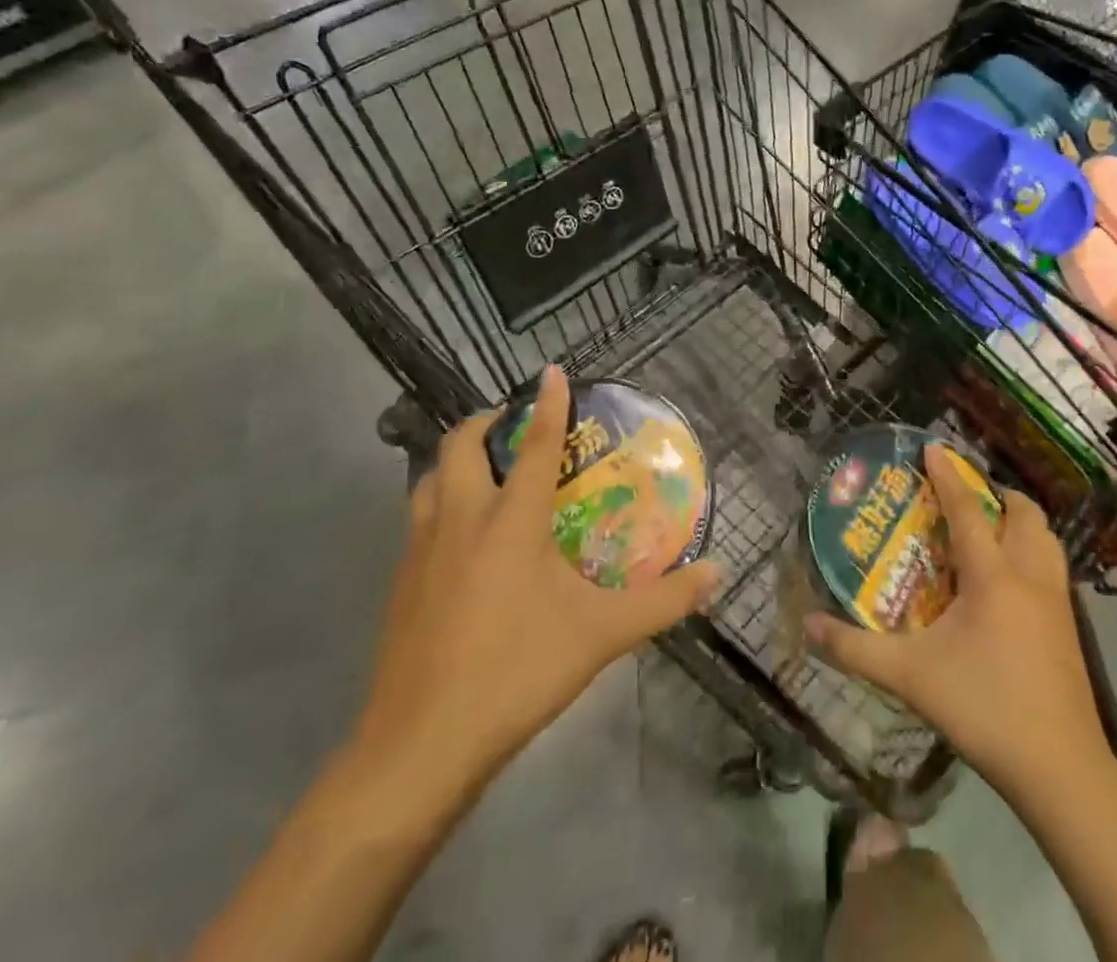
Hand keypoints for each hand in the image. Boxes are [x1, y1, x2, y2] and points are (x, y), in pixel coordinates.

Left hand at [342, 368, 719, 834]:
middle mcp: (461, 520)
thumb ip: (664, 602)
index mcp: (511, 521)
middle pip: (461, 444)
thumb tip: (717, 575)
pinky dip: (441, 502)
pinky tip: (463, 538)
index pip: (537, 444)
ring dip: (457, 461)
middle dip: (489, 422)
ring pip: (429, 478)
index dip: (548, 403)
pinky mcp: (399, 582)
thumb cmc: (517, 673)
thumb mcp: (602, 636)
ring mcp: (420, 550)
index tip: (553, 370)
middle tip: (517, 426)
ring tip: (488, 472)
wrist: (419, 747)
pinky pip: (419, 518)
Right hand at [803, 447, 1106, 799]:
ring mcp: (1057, 600)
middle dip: (994, 492)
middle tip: (964, 494)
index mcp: (992, 575)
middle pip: (1022, 512)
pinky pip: (1052, 566)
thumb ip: (855, 650)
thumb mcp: (909, 677)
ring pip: (1046, 537)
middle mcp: (1030, 575)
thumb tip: (807, 626)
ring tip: (990, 527)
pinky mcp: (1069, 626)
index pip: (967, 509)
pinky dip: (1032, 550)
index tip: (933, 447)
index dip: (948, 475)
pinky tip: (1010, 579)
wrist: (1061, 769)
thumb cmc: (984, 707)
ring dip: (1019, 520)